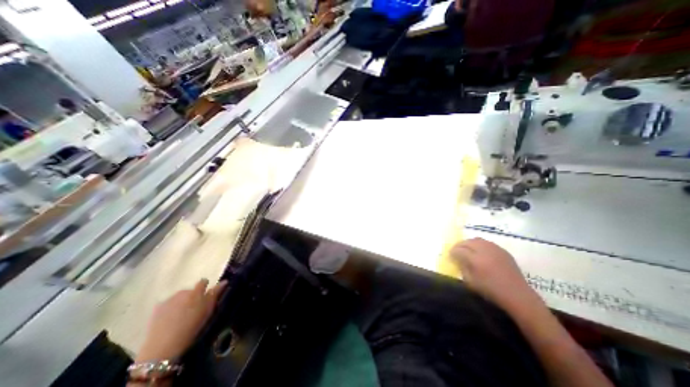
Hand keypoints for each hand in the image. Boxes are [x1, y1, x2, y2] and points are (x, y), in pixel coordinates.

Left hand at [136, 278, 227, 361]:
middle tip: (193, 309)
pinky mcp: (157, 308)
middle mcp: (183, 292)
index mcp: (197, 292)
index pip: (203, 282)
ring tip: (181, 316)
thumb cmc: (192, 327)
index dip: (205, 287)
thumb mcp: (208, 311)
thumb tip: (224, 281)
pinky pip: (167, 305)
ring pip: (178, 298)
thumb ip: (215, 294)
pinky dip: (170, 309)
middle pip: (190, 290)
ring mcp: (169, 299)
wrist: (163, 346)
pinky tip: (169, 320)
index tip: (206, 295)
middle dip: (192, 297)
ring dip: (181, 303)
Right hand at [451, 238, 541, 312]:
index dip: (452, 252)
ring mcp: (495, 249)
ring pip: (477, 240)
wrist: (518, 295)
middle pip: (467, 242)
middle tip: (456, 251)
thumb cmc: (491, 291)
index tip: (450, 255)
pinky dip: (480, 245)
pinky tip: (480, 252)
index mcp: (475, 260)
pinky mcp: (503, 251)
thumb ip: (462, 268)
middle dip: (459, 245)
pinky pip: (487, 243)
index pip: (459, 250)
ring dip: (469, 243)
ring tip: (467, 250)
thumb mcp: (471, 282)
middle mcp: (484, 251)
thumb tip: (457, 260)